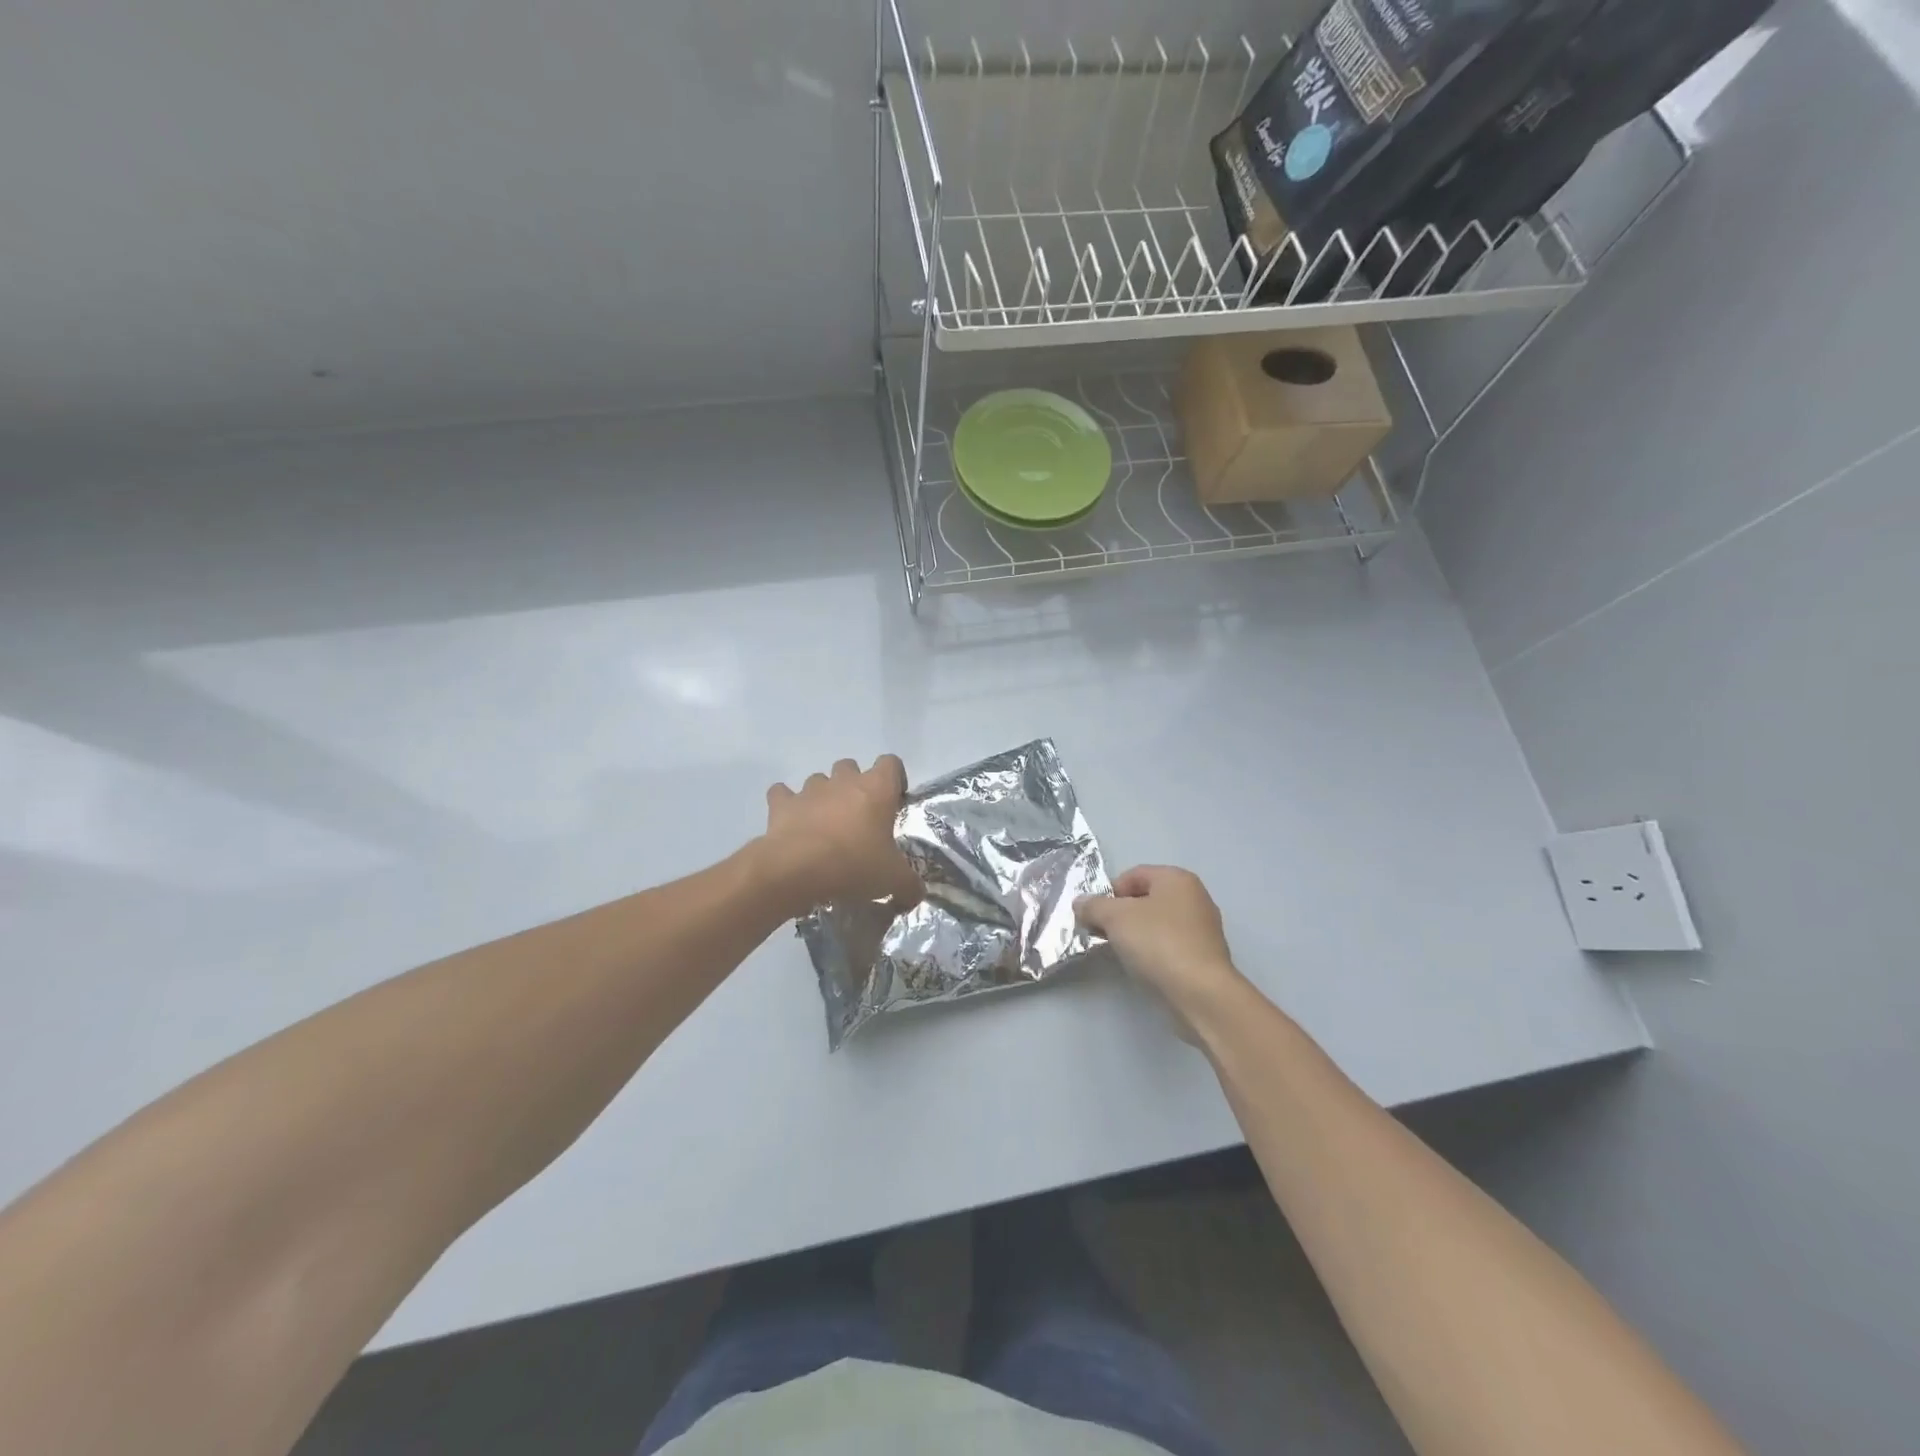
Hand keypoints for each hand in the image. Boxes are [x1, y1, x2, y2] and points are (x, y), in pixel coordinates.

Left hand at [760, 755, 921, 913]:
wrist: (796, 870)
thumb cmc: (853, 865)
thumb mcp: (893, 880)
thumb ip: (909, 885)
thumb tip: (916, 895)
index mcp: (877, 789)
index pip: (891, 763)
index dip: (894, 779)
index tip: (894, 803)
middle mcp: (843, 781)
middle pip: (851, 767)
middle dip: (854, 786)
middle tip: (858, 818)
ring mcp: (810, 789)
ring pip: (819, 780)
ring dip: (823, 797)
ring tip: (825, 827)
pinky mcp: (782, 803)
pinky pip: (782, 794)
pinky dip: (787, 804)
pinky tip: (792, 824)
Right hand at [1075, 866, 1246, 1032]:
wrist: (1201, 993)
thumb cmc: (1158, 943)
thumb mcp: (1115, 918)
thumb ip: (1093, 906)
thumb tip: (1080, 903)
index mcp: (1177, 878)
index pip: (1133, 874)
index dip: (1109, 893)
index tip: (1095, 916)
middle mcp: (1195, 897)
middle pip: (1146, 898)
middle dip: (1121, 915)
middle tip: (1103, 934)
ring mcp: (1203, 928)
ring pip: (1158, 923)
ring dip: (1136, 934)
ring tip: (1122, 953)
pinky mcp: (1205, 956)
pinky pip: (1170, 945)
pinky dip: (1154, 951)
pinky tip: (1144, 967)